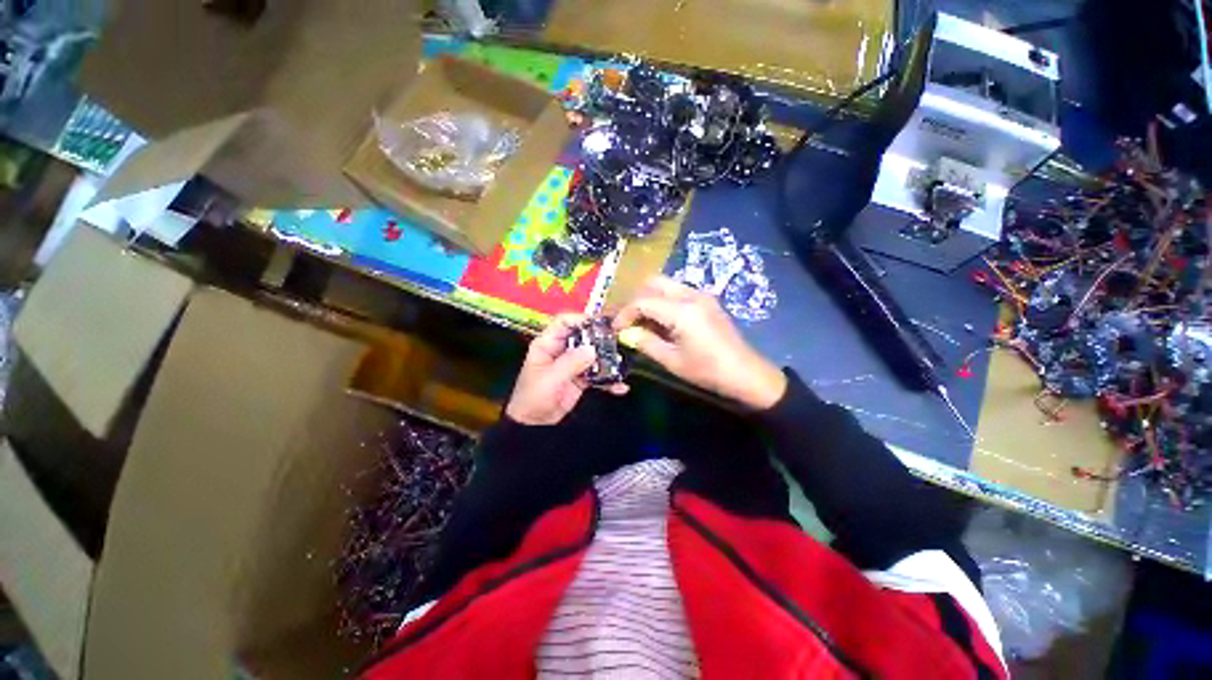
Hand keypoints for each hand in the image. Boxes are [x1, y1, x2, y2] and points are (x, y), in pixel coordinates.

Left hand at [506, 314, 628, 425]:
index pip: (564, 322)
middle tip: (616, 344)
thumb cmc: (533, 399)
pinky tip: (619, 386)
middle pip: (583, 336)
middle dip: (600, 339)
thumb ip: (570, 363)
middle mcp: (562, 350)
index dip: (581, 320)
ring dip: (607, 360)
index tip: (600, 324)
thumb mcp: (550, 379)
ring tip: (620, 366)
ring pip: (593, 354)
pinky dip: (608, 379)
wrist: (534, 424)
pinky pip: (598, 373)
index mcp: (547, 344)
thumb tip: (592, 349)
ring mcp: (573, 363)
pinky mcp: (581, 377)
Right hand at [613, 276, 785, 409]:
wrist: (746, 374)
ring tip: (643, 323)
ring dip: (650, 299)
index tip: (615, 329)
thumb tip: (627, 334)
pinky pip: (677, 292)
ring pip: (665, 285)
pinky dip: (663, 301)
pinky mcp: (706, 300)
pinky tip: (661, 322)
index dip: (625, 314)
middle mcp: (691, 295)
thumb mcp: (672, 361)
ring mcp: (701, 295)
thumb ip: (646, 343)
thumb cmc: (707, 371)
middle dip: (636, 300)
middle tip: (629, 321)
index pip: (643, 301)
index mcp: (682, 311)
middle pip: (653, 283)